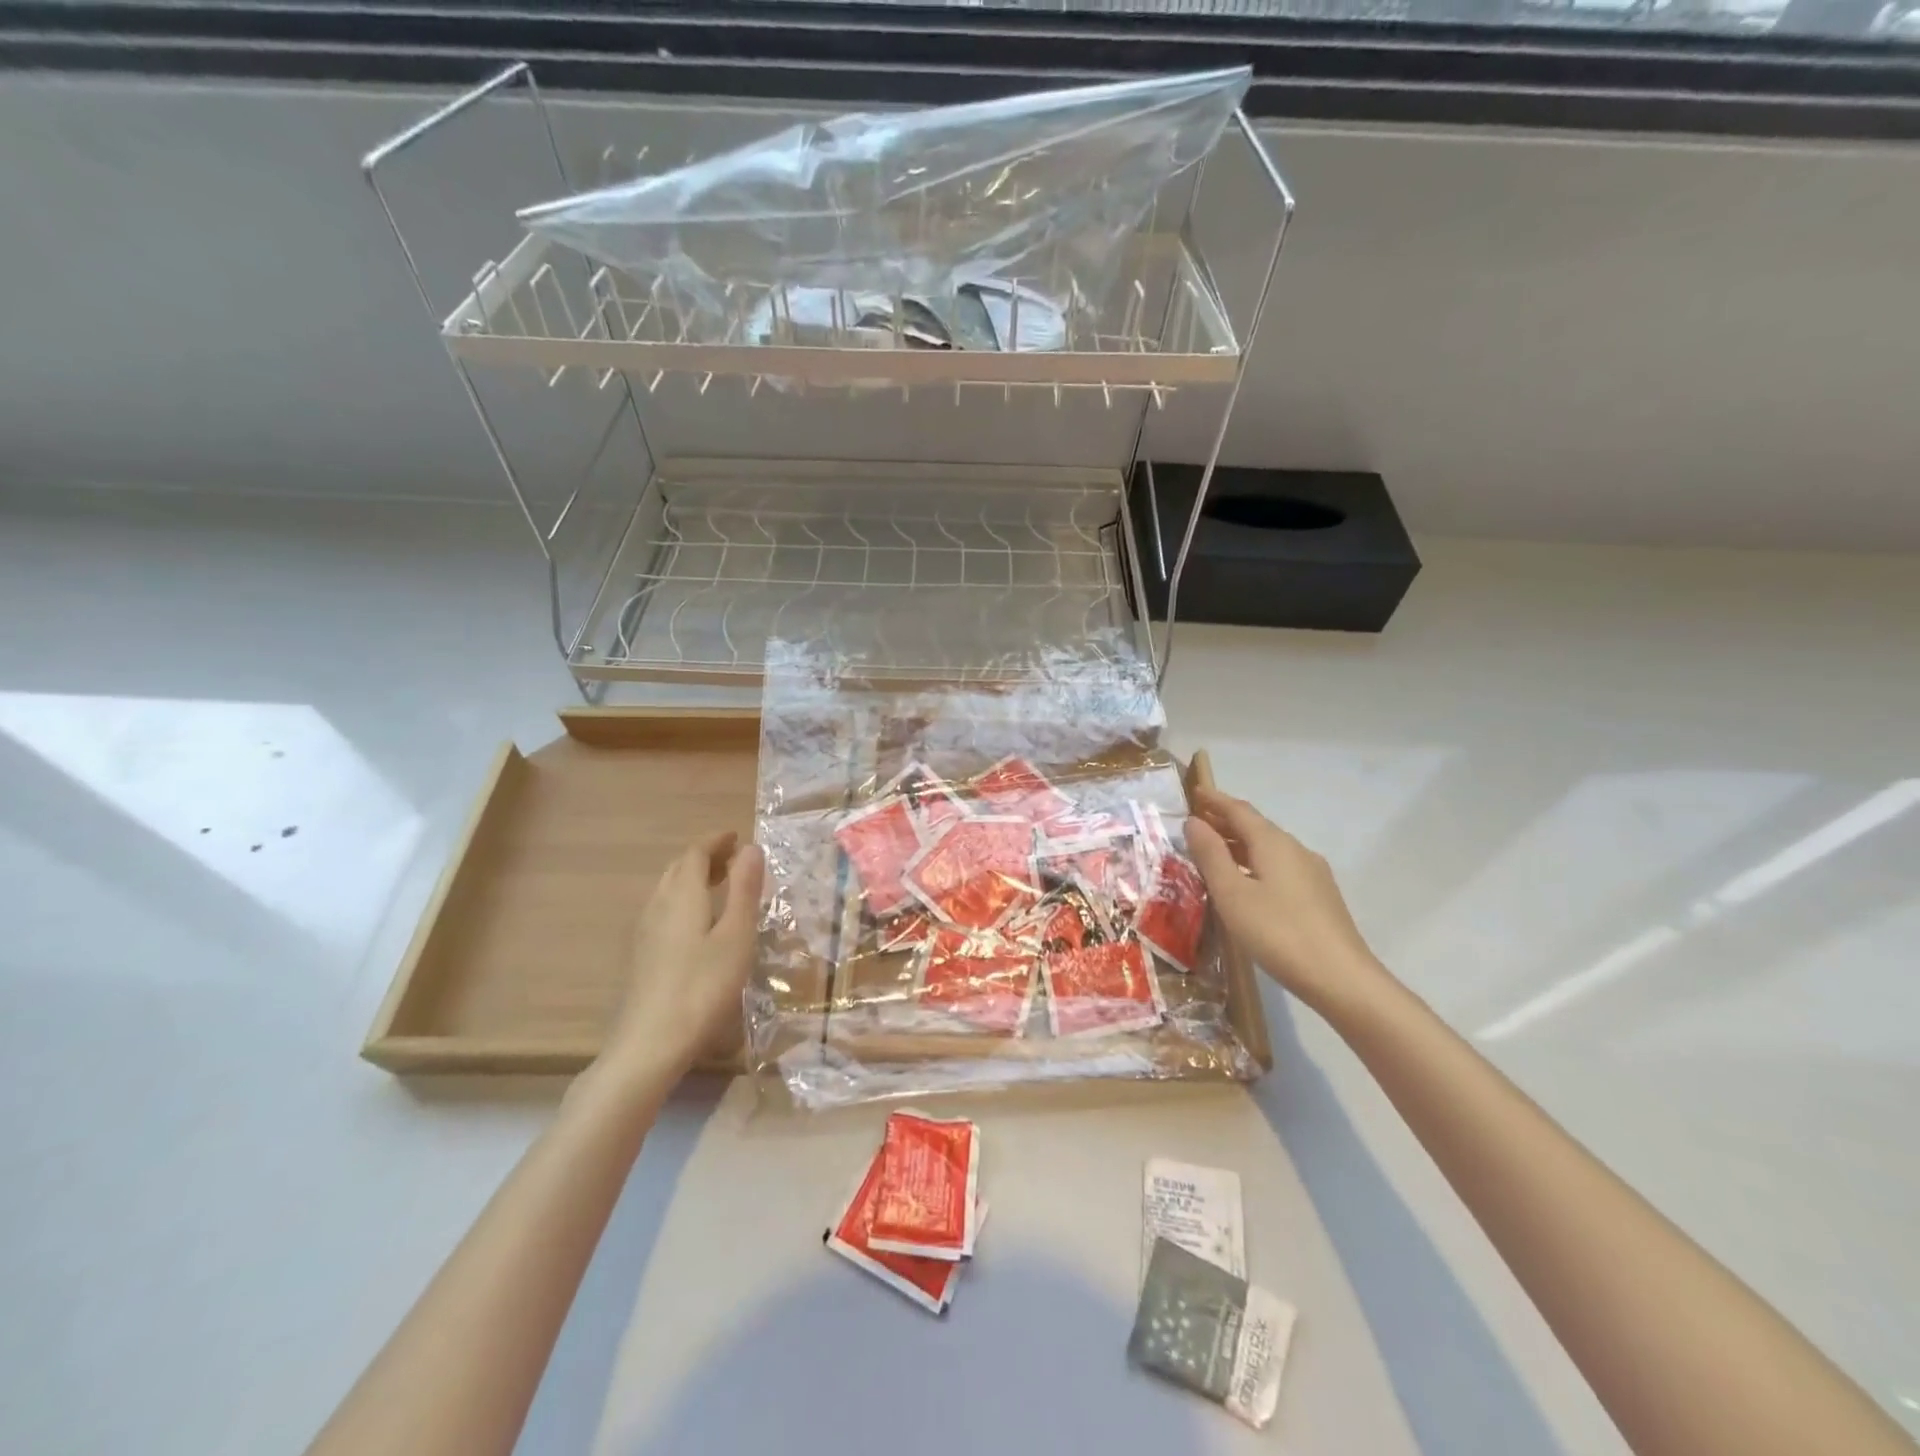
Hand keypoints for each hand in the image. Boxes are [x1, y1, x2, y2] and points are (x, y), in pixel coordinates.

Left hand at [600, 831, 763, 1088]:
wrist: (651, 1043)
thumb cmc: (703, 985)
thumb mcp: (736, 935)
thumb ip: (744, 889)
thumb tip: (750, 847)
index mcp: (682, 895)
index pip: (695, 853)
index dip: (716, 841)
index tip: (737, 837)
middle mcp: (659, 905)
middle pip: (678, 868)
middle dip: (705, 857)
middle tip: (732, 858)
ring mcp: (645, 931)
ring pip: (668, 890)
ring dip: (693, 878)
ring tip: (720, 884)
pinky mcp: (642, 955)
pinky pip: (664, 909)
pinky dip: (684, 899)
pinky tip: (698, 922)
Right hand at [1186, 786, 1386, 1015]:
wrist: (1342, 979)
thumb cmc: (1278, 932)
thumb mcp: (1232, 893)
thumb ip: (1211, 855)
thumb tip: (1194, 821)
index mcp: (1274, 843)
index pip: (1239, 810)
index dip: (1215, 800)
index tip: (1194, 791)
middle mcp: (1296, 850)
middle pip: (1256, 827)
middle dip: (1226, 821)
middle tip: (1196, 822)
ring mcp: (1312, 874)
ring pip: (1269, 848)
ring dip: (1239, 844)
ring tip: (1214, 852)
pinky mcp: (1319, 897)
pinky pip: (1279, 867)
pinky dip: (1255, 863)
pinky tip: (1246, 883)